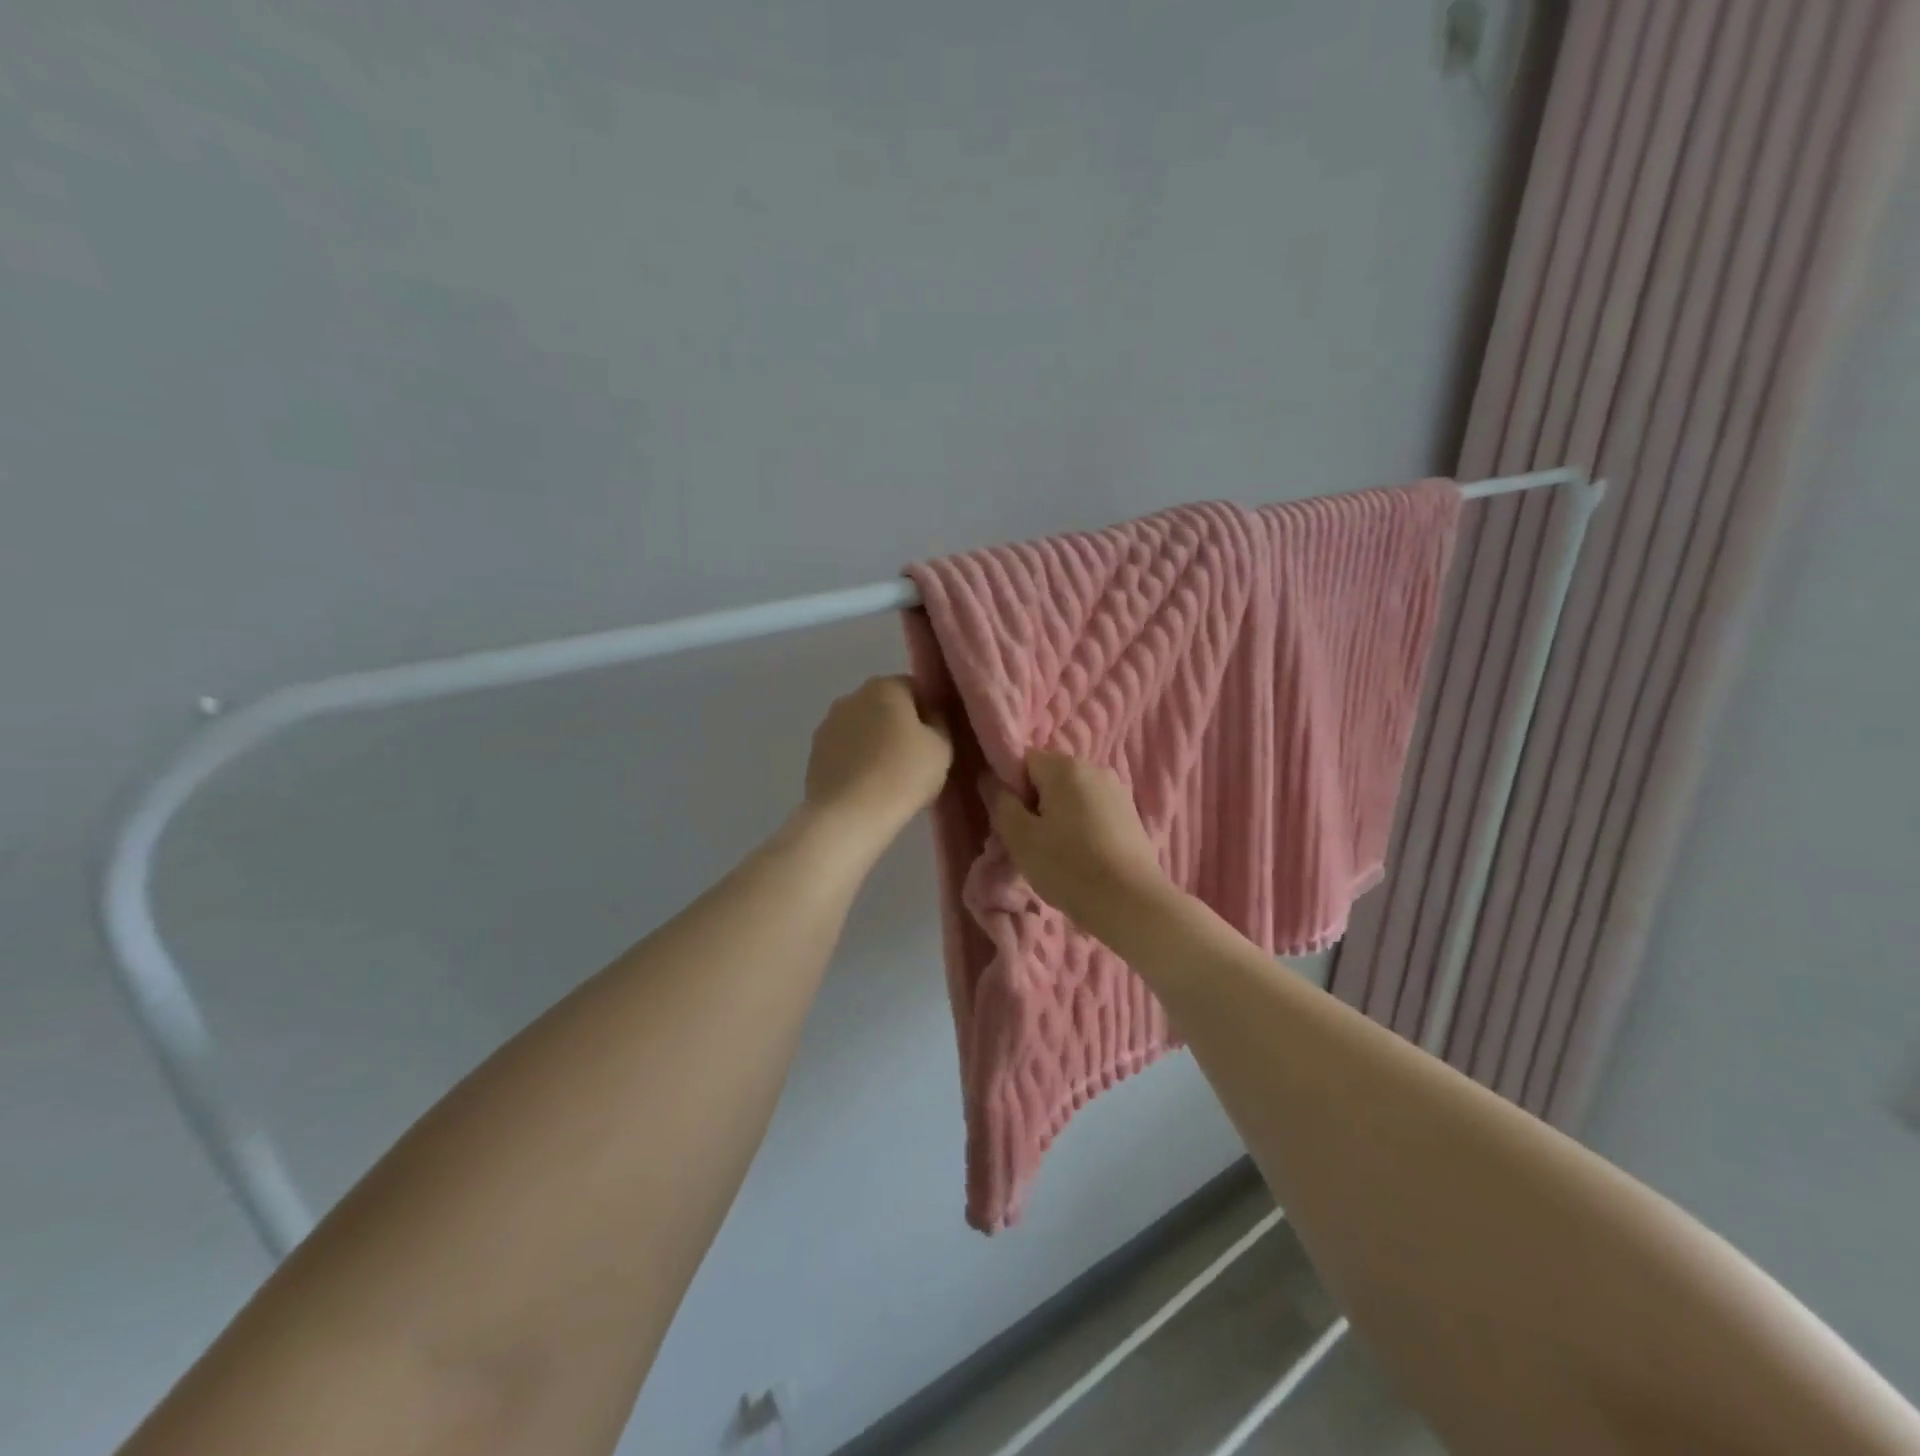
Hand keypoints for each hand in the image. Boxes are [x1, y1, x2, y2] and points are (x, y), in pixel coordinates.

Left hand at [802, 676, 951, 852]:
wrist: (849, 815)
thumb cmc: (903, 775)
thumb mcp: (942, 747)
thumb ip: (940, 722)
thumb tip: (930, 716)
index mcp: (884, 687)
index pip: (915, 688)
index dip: (930, 711)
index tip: (937, 739)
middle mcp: (851, 697)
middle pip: (885, 706)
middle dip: (900, 725)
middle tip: (916, 758)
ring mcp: (828, 724)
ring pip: (863, 728)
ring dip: (876, 743)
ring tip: (890, 776)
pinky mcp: (815, 753)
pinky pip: (845, 750)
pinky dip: (857, 760)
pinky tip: (868, 786)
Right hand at [984, 751, 1172, 936]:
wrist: (1131, 902)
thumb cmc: (1068, 866)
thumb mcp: (1020, 837)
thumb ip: (1000, 802)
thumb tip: (989, 778)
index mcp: (1066, 766)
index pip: (1023, 761)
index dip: (1011, 789)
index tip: (1013, 823)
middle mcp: (1095, 768)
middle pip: (1050, 778)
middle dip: (1035, 804)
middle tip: (1030, 843)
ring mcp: (1118, 792)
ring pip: (1072, 797)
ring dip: (1059, 818)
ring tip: (1057, 855)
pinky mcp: (1132, 816)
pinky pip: (1094, 813)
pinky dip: (1082, 829)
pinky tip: (1083, 859)